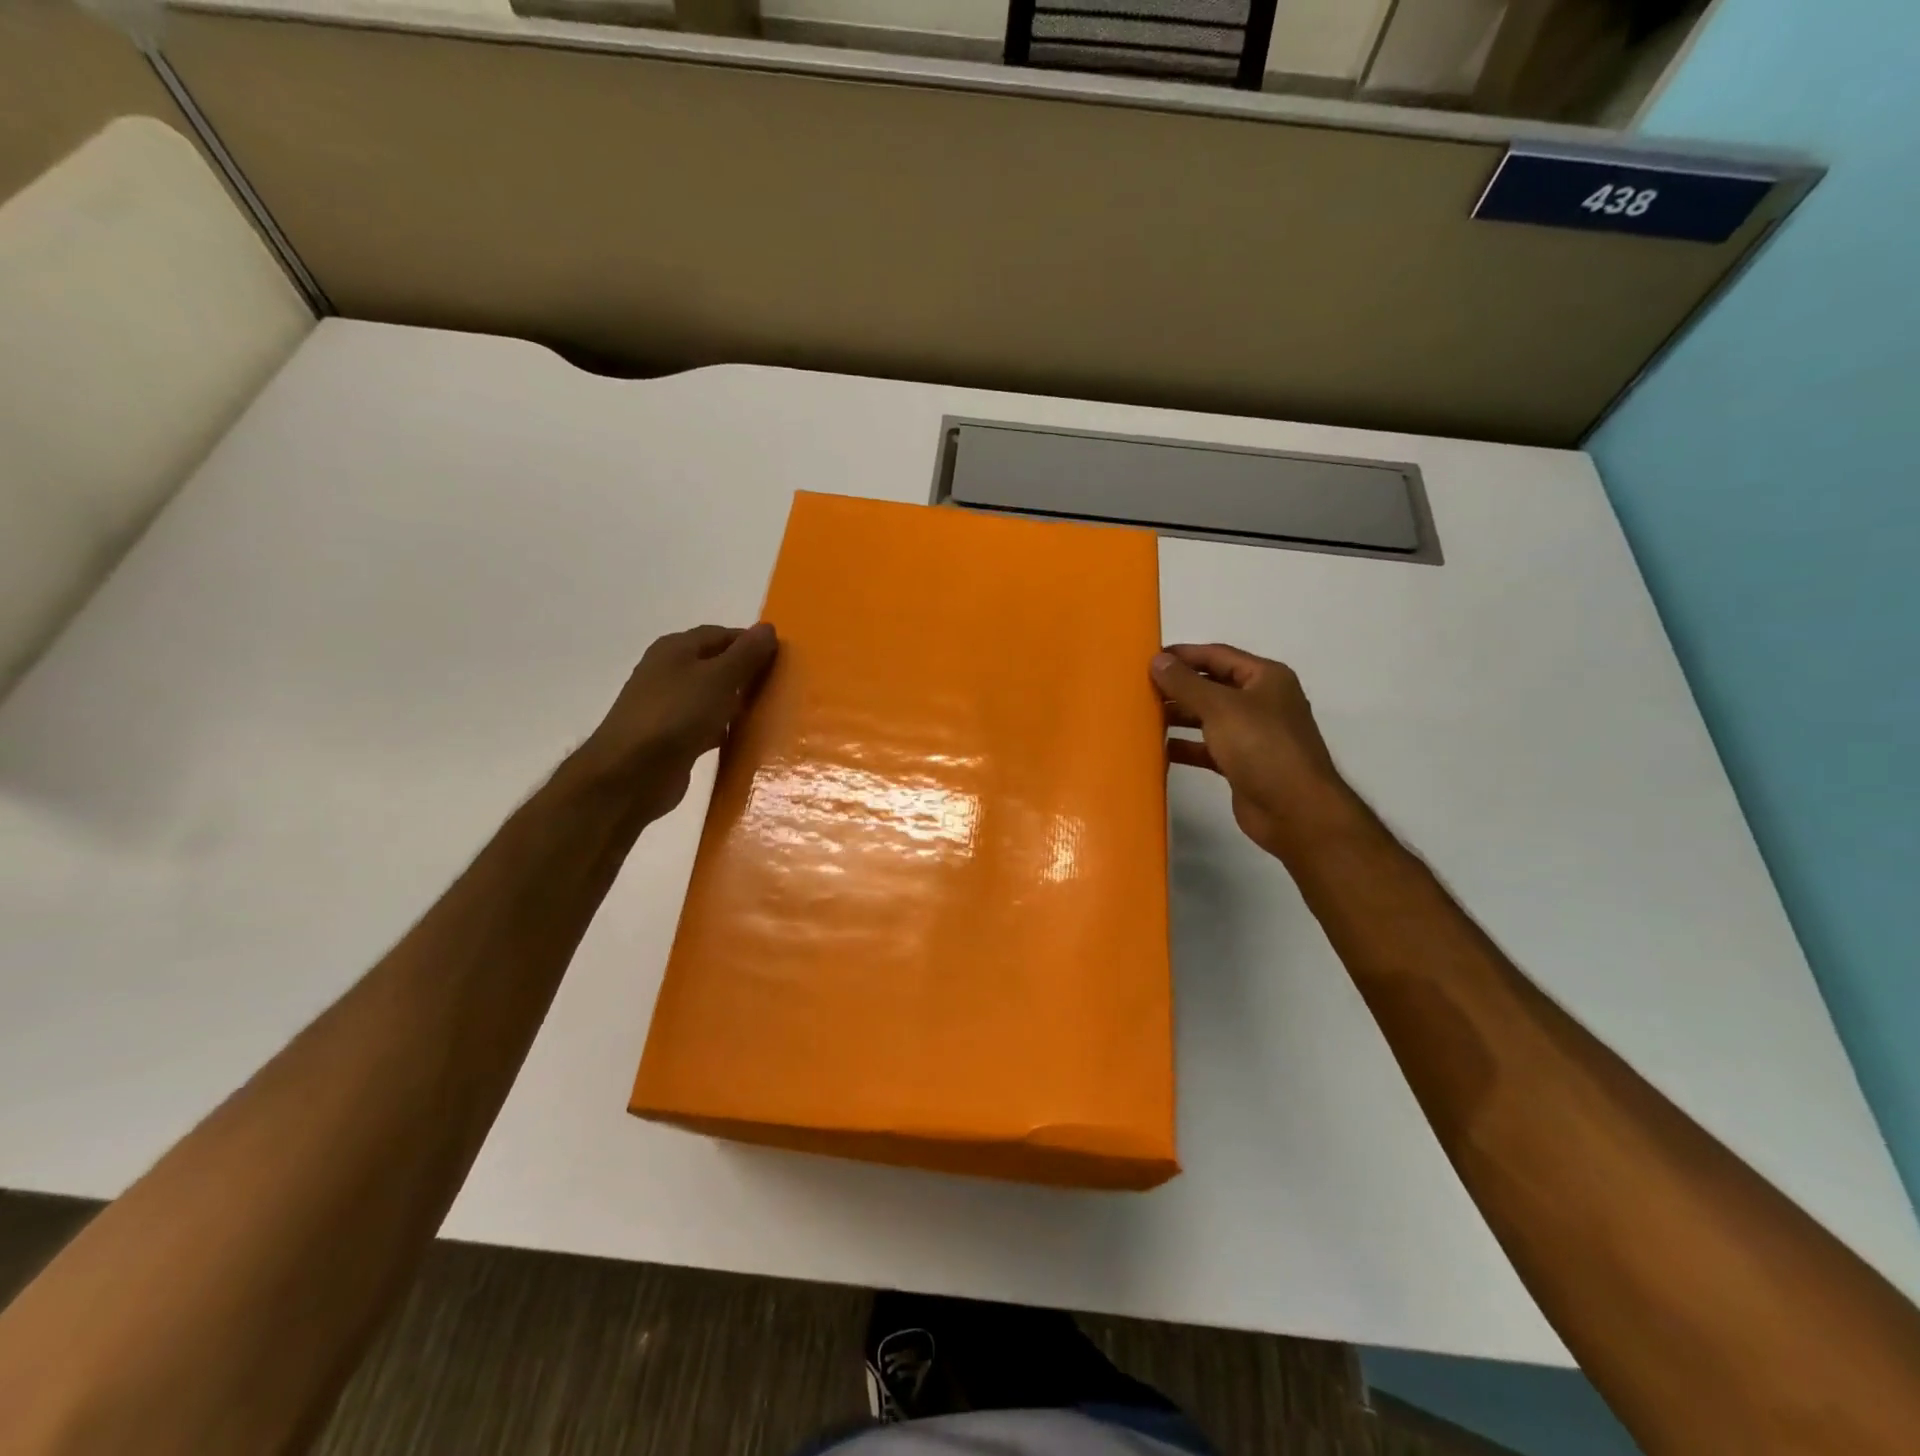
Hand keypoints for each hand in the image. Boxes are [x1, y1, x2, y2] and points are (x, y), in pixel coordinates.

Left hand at [574, 623, 777, 818]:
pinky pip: (706, 726)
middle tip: (782, 686)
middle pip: (716, 665)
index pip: (721, 634)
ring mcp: (668, 707)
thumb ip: (746, 654)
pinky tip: (745, 739)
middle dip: (747, 673)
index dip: (751, 643)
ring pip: (712, 697)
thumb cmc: (677, 715)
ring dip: (738, 703)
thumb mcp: (719, 678)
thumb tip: (768, 628)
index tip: (783, 659)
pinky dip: (725, 729)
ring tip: (771, 712)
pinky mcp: (672, 738)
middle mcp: (668, 672)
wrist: (631, 773)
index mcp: (675, 649)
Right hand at [1151, 643, 1358, 862]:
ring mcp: (1253, 734)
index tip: (1147, 659)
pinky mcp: (1242, 764)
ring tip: (1142, 717)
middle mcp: (1261, 702)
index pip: (1217, 655)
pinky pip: (1208, 747)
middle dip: (1177, 687)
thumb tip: (1157, 661)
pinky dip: (1186, 746)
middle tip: (1138, 689)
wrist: (1294, 810)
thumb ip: (1185, 683)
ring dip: (1178, 716)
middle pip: (1212, 686)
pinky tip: (1158, 749)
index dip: (1183, 655)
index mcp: (1265, 678)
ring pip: (1208, 717)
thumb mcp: (1220, 707)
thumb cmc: (1261, 747)